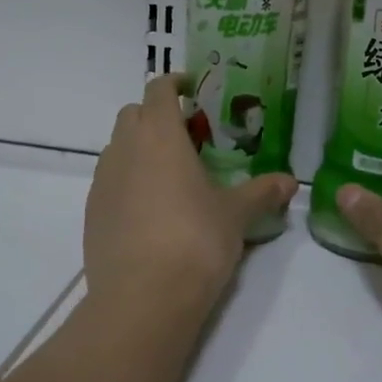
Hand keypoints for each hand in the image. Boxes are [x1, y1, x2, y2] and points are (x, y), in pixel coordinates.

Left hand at [84, 73, 296, 313]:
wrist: (143, 298)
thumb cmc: (195, 240)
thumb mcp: (236, 215)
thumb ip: (262, 192)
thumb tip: (290, 181)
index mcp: (159, 135)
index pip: (158, 89)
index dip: (174, 83)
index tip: (192, 90)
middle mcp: (124, 149)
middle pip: (133, 114)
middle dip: (157, 116)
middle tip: (188, 138)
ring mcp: (102, 181)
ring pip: (118, 148)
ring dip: (140, 149)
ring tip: (171, 176)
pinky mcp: (91, 213)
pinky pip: (109, 182)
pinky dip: (128, 182)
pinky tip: (151, 211)